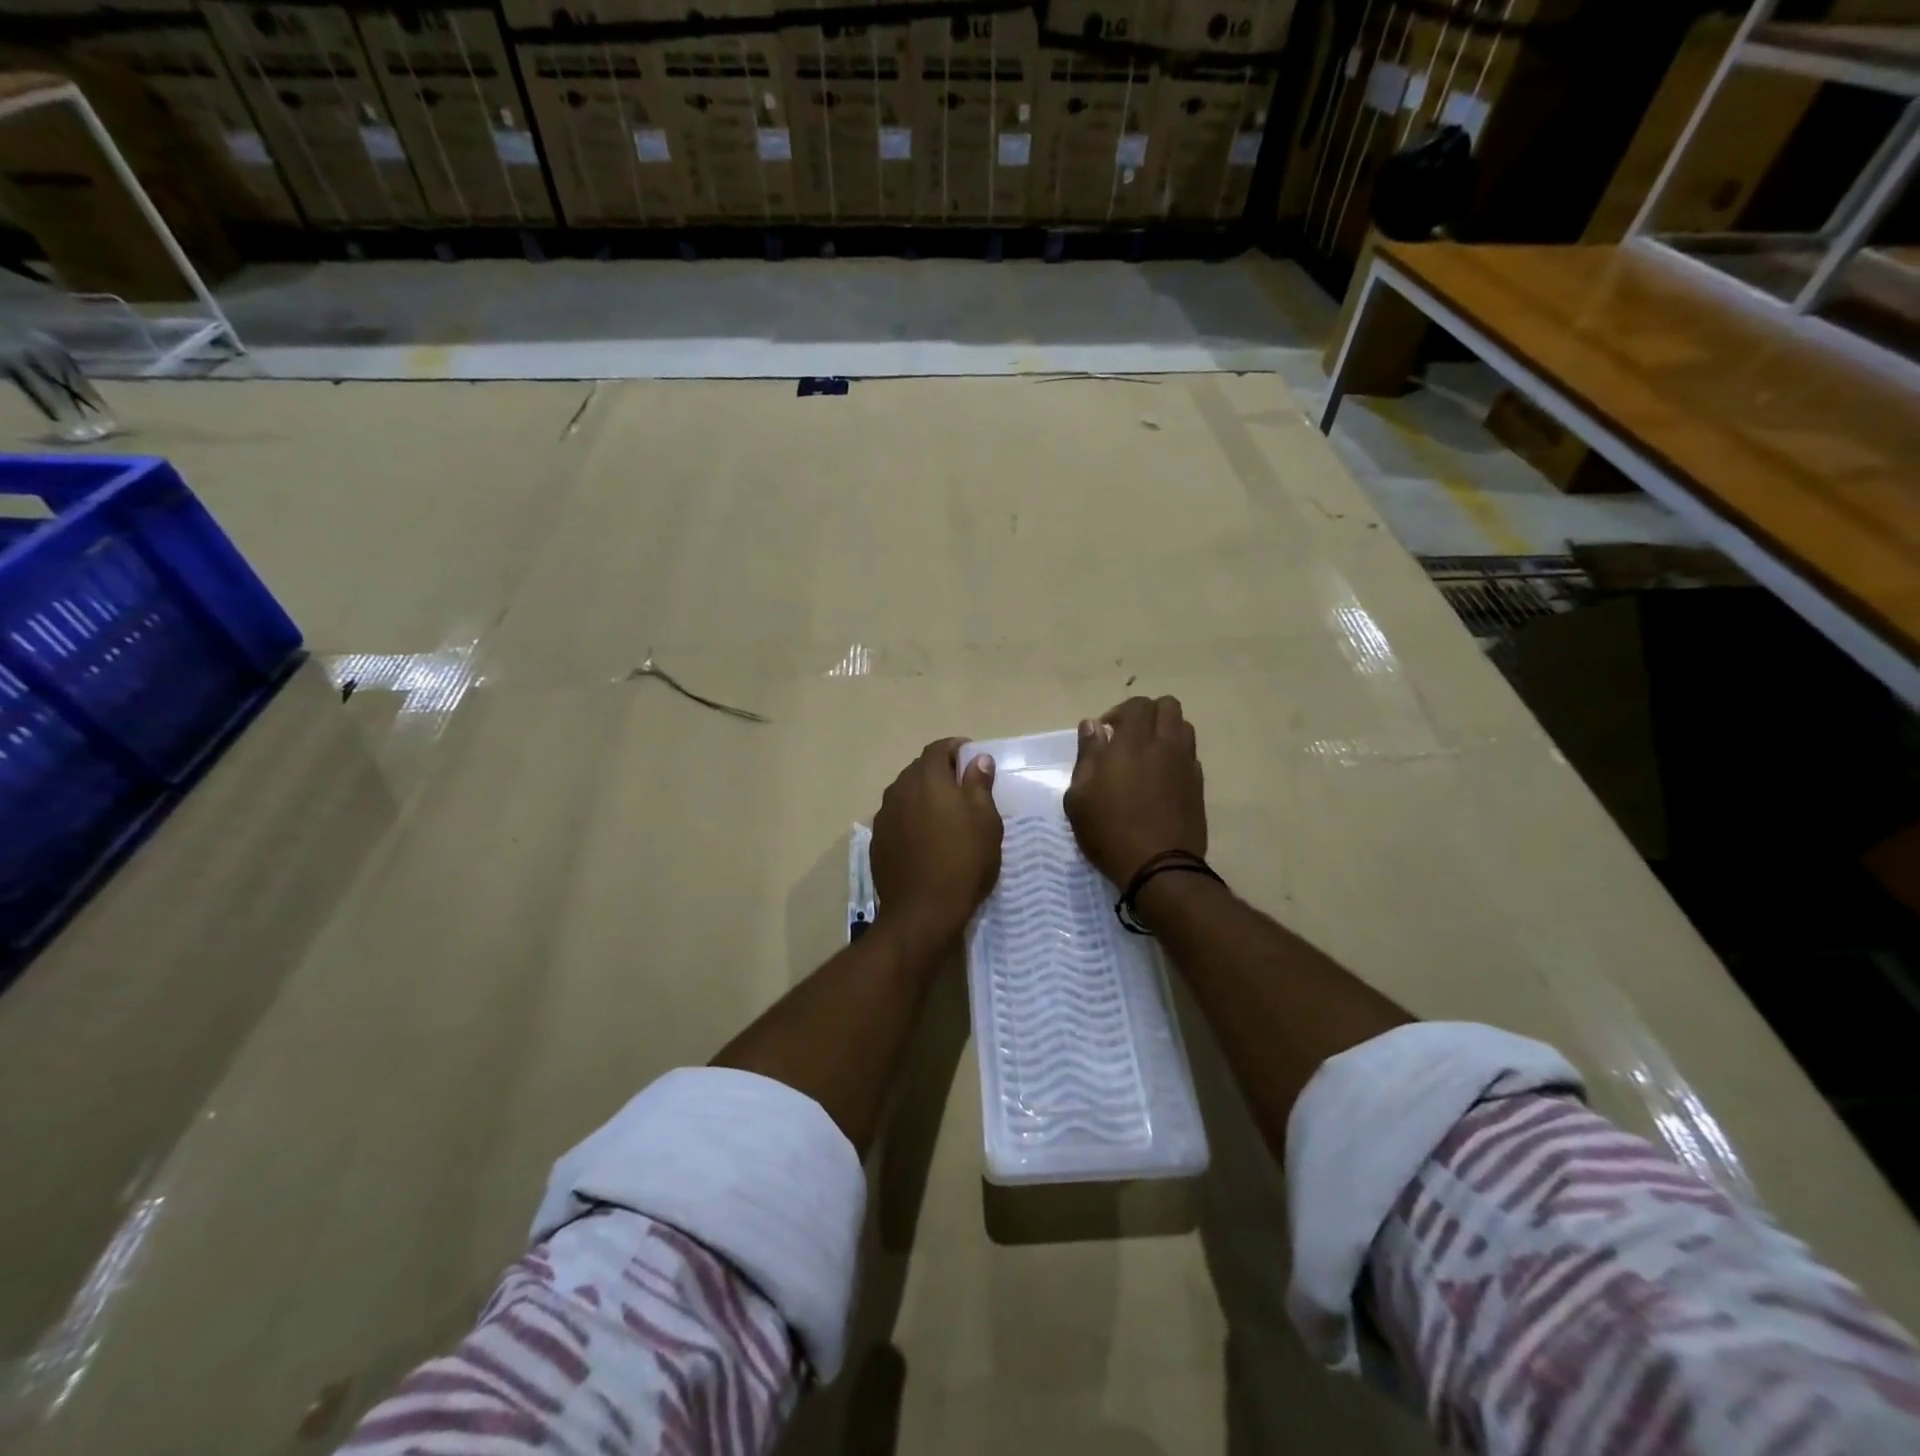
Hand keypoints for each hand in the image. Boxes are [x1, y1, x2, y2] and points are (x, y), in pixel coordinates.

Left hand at [872, 738, 1002, 944]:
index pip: (939, 748)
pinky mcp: (877, 840)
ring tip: (944, 814)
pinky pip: (896, 817)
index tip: (973, 760)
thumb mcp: (985, 822)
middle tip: (963, 789)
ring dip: (923, 795)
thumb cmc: (963, 861)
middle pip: (920, 768)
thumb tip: (978, 759)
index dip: (957, 749)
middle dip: (941, 772)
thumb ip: (979, 784)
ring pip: (906, 793)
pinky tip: (925, 838)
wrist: (922, 911)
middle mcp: (900, 789)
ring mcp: (884, 815)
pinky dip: (911, 817)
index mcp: (927, 778)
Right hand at [1064, 696, 1206, 886]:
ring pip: (1184, 727)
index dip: (1120, 712)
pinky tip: (1161, 778)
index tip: (1106, 735)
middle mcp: (1165, 745)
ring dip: (1165, 731)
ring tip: (1147, 755)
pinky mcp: (1199, 786)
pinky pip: (1190, 755)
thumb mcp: (1079, 796)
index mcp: (1133, 743)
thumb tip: (1092, 725)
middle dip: (1147, 714)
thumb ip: (1087, 754)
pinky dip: (1176, 756)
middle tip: (1128, 738)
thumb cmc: (1109, 831)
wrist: (1159, 867)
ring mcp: (1186, 765)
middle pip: (1168, 706)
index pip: (1137, 704)